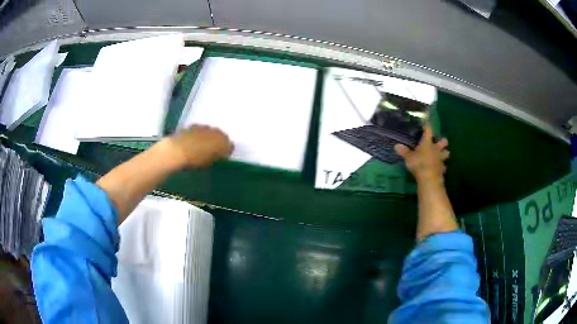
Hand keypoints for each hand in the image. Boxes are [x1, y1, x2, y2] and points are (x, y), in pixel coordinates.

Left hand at [167, 124, 233, 168]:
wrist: (178, 150)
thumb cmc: (196, 160)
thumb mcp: (210, 163)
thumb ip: (217, 158)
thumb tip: (220, 155)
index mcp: (224, 142)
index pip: (230, 146)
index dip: (226, 152)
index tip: (221, 157)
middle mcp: (216, 131)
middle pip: (220, 136)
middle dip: (217, 142)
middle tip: (211, 151)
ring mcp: (204, 127)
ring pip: (210, 132)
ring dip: (207, 137)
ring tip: (200, 146)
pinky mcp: (194, 125)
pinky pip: (199, 131)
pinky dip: (198, 135)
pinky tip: (192, 142)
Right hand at [394, 123, 448, 182]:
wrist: (429, 177)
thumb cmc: (419, 163)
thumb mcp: (408, 157)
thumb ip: (404, 151)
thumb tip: (396, 145)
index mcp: (427, 143)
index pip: (428, 131)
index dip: (427, 127)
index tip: (426, 124)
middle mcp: (436, 149)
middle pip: (443, 142)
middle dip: (442, 142)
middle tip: (440, 142)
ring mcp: (440, 159)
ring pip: (446, 154)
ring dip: (444, 154)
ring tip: (442, 155)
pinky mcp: (442, 169)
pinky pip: (443, 166)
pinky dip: (442, 167)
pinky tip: (439, 168)